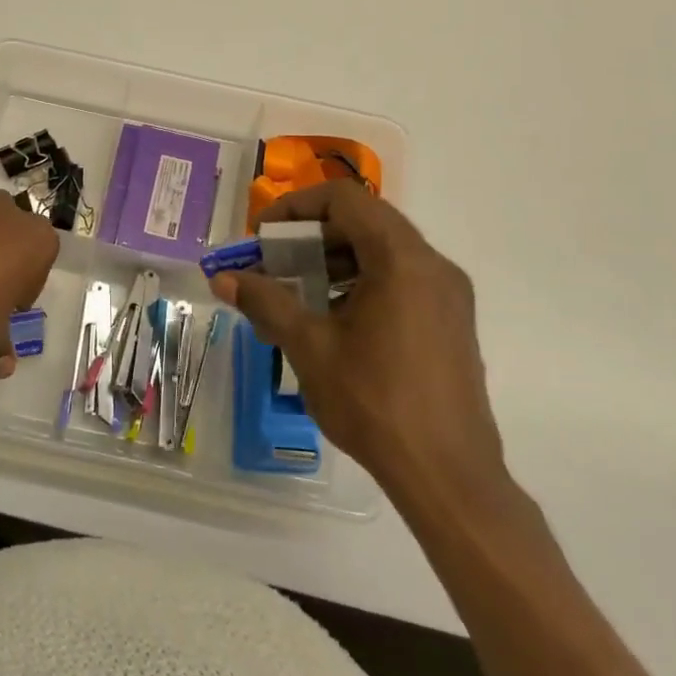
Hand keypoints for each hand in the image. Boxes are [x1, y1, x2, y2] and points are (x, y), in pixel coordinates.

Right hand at [207, 181, 508, 512]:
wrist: (448, 475)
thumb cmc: (375, 403)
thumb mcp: (310, 348)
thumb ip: (266, 303)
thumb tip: (223, 278)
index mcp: (402, 260)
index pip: (345, 200)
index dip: (297, 207)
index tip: (264, 237)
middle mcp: (432, 265)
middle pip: (365, 221)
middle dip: (312, 236)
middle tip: (275, 263)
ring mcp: (448, 294)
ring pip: (384, 251)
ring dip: (336, 260)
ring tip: (299, 293)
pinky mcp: (452, 321)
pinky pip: (402, 279)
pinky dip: (362, 281)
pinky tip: (335, 320)